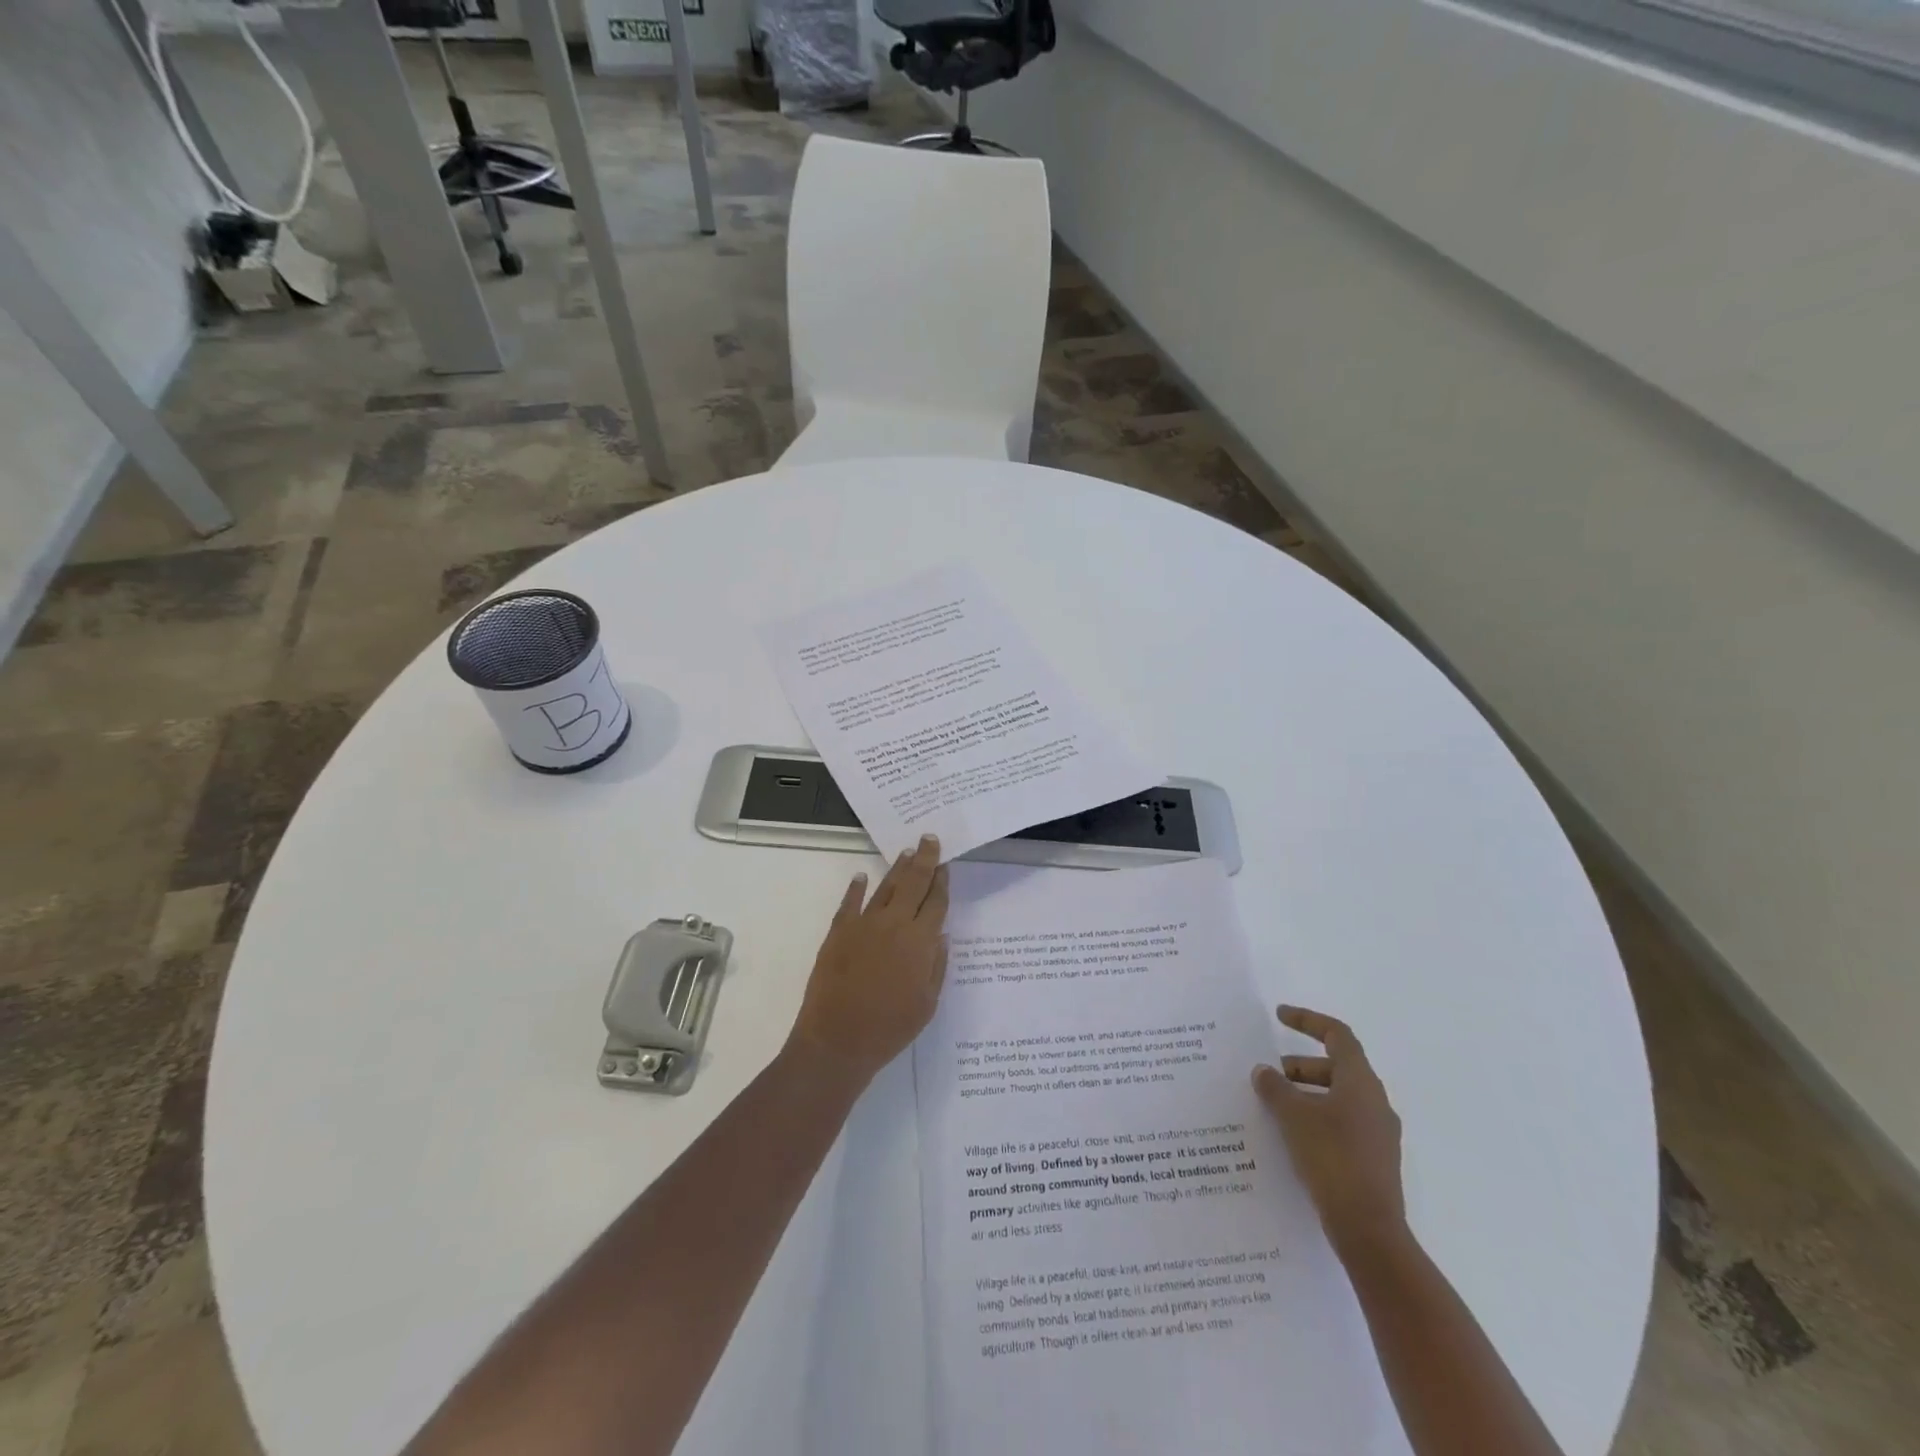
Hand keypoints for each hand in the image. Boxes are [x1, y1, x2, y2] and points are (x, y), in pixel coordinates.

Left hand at [787, 834, 950, 1089]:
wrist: (838, 1040)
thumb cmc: (890, 1028)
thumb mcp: (927, 1003)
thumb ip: (936, 966)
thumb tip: (941, 935)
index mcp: (919, 942)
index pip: (936, 903)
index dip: (942, 882)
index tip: (946, 863)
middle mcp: (894, 924)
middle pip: (913, 884)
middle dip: (924, 860)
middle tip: (930, 839)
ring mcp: (864, 925)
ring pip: (885, 888)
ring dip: (897, 869)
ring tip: (907, 853)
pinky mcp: (838, 933)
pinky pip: (849, 903)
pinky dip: (856, 888)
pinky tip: (862, 876)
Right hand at [1253, 1005, 1405, 1259]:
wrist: (1369, 1230)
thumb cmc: (1332, 1158)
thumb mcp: (1294, 1117)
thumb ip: (1275, 1088)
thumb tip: (1263, 1071)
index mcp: (1361, 1082)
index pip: (1337, 1035)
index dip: (1308, 1020)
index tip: (1279, 1016)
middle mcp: (1375, 1102)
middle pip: (1337, 1067)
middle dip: (1301, 1065)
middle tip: (1270, 1074)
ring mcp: (1378, 1134)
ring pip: (1339, 1097)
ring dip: (1307, 1093)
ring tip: (1275, 1106)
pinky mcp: (1374, 1160)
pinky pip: (1342, 1123)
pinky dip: (1316, 1117)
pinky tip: (1292, 1136)